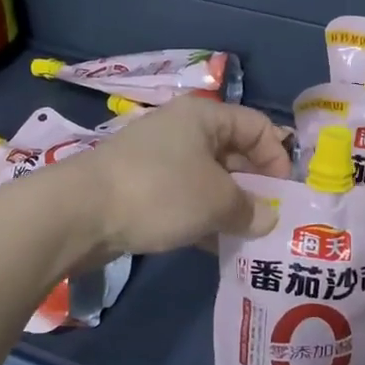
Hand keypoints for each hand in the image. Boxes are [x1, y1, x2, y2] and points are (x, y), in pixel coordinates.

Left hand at [61, 97, 291, 259]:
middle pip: (234, 154)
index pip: (258, 127)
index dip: (278, 158)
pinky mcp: (141, 188)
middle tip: (269, 222)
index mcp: (204, 117)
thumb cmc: (161, 193)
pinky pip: (184, 199)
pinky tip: (216, 247)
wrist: (80, 213)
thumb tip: (266, 219)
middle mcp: (182, 131)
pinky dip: (203, 219)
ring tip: (247, 239)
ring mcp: (159, 160)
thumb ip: (250, 209)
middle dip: (255, 188)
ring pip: (208, 181)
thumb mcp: (217, 201)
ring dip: (230, 208)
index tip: (284, 196)